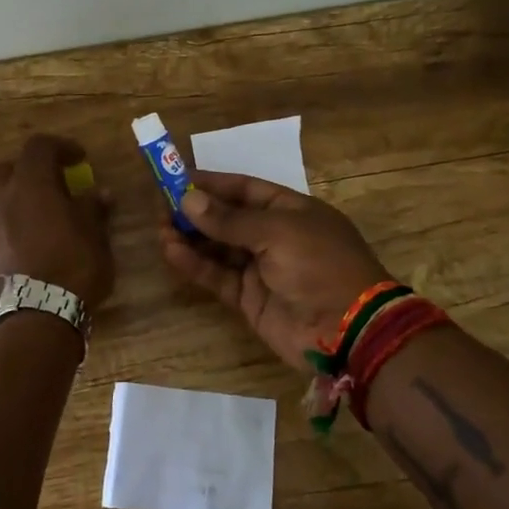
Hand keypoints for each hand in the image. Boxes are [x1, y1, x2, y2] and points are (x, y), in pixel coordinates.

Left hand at [0, 135, 115, 309]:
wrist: (34, 316)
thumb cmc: (72, 266)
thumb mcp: (95, 236)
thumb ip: (93, 210)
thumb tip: (99, 195)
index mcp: (30, 184)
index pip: (39, 147)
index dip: (61, 147)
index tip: (80, 159)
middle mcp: (1, 198)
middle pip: (8, 170)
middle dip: (29, 172)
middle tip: (54, 186)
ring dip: (19, 202)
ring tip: (45, 220)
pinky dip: (13, 228)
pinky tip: (32, 246)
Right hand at [160, 171, 391, 371]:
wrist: (348, 330)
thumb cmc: (319, 265)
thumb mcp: (277, 232)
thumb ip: (229, 219)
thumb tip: (187, 199)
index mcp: (291, 210)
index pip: (245, 189)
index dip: (212, 184)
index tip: (177, 178)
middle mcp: (275, 236)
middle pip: (228, 218)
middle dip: (196, 212)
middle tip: (161, 207)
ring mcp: (261, 268)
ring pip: (218, 248)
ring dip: (190, 238)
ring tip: (161, 230)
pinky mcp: (249, 298)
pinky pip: (217, 276)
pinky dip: (195, 265)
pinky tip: (172, 252)